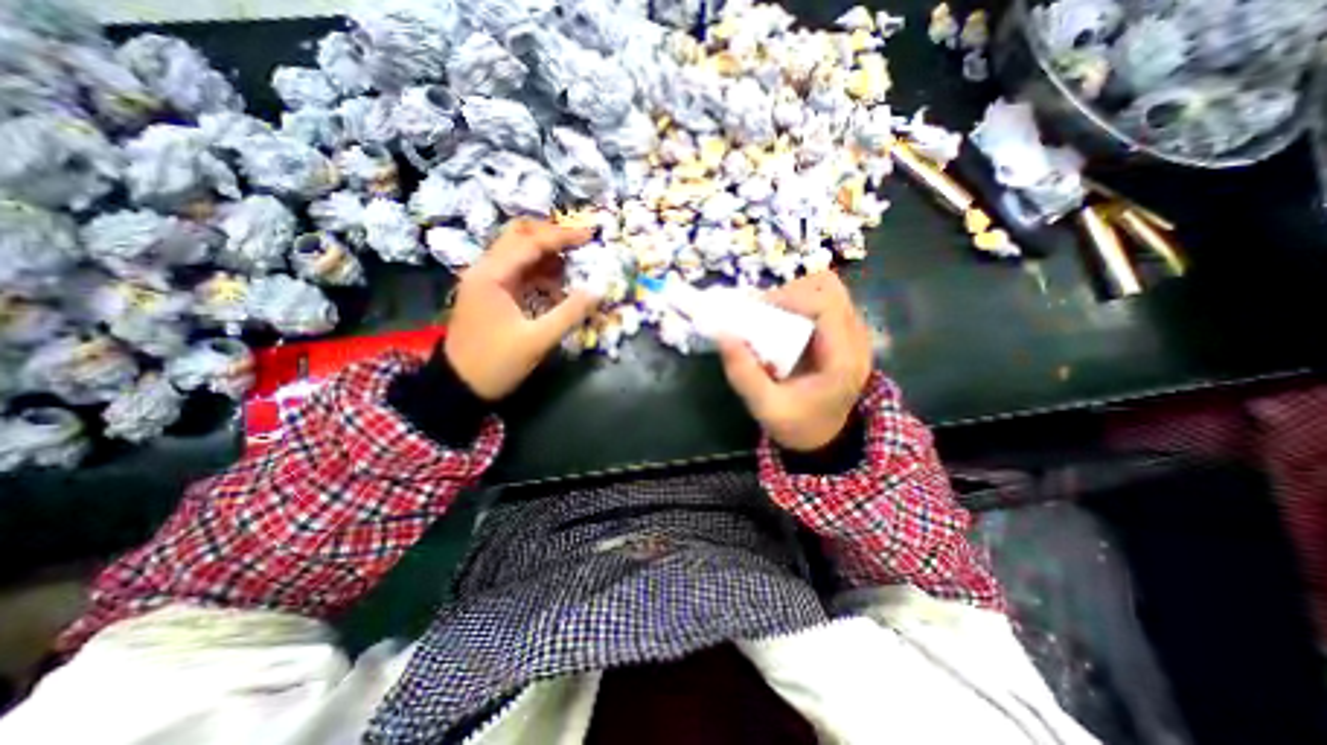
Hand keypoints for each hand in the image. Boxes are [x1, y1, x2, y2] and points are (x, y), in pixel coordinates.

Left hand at [449, 218, 600, 398]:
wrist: (459, 386)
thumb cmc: (496, 363)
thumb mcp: (537, 340)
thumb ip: (569, 313)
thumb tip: (599, 290)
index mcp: (492, 275)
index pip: (530, 243)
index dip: (562, 236)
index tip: (590, 236)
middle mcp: (485, 269)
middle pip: (519, 236)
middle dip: (551, 236)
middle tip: (580, 243)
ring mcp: (486, 281)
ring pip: (518, 253)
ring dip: (546, 254)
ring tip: (574, 264)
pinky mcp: (491, 293)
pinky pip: (518, 272)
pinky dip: (539, 272)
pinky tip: (557, 284)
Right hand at [722, 271, 879, 451]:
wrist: (824, 437)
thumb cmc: (798, 425)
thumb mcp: (766, 407)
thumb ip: (744, 374)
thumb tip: (723, 334)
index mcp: (843, 359)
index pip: (827, 304)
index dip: (791, 297)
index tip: (758, 310)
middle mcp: (856, 339)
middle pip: (830, 289)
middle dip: (791, 292)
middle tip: (763, 313)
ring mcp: (852, 334)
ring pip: (827, 290)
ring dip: (794, 296)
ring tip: (770, 317)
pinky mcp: (843, 333)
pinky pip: (823, 302)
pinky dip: (799, 304)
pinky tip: (781, 324)